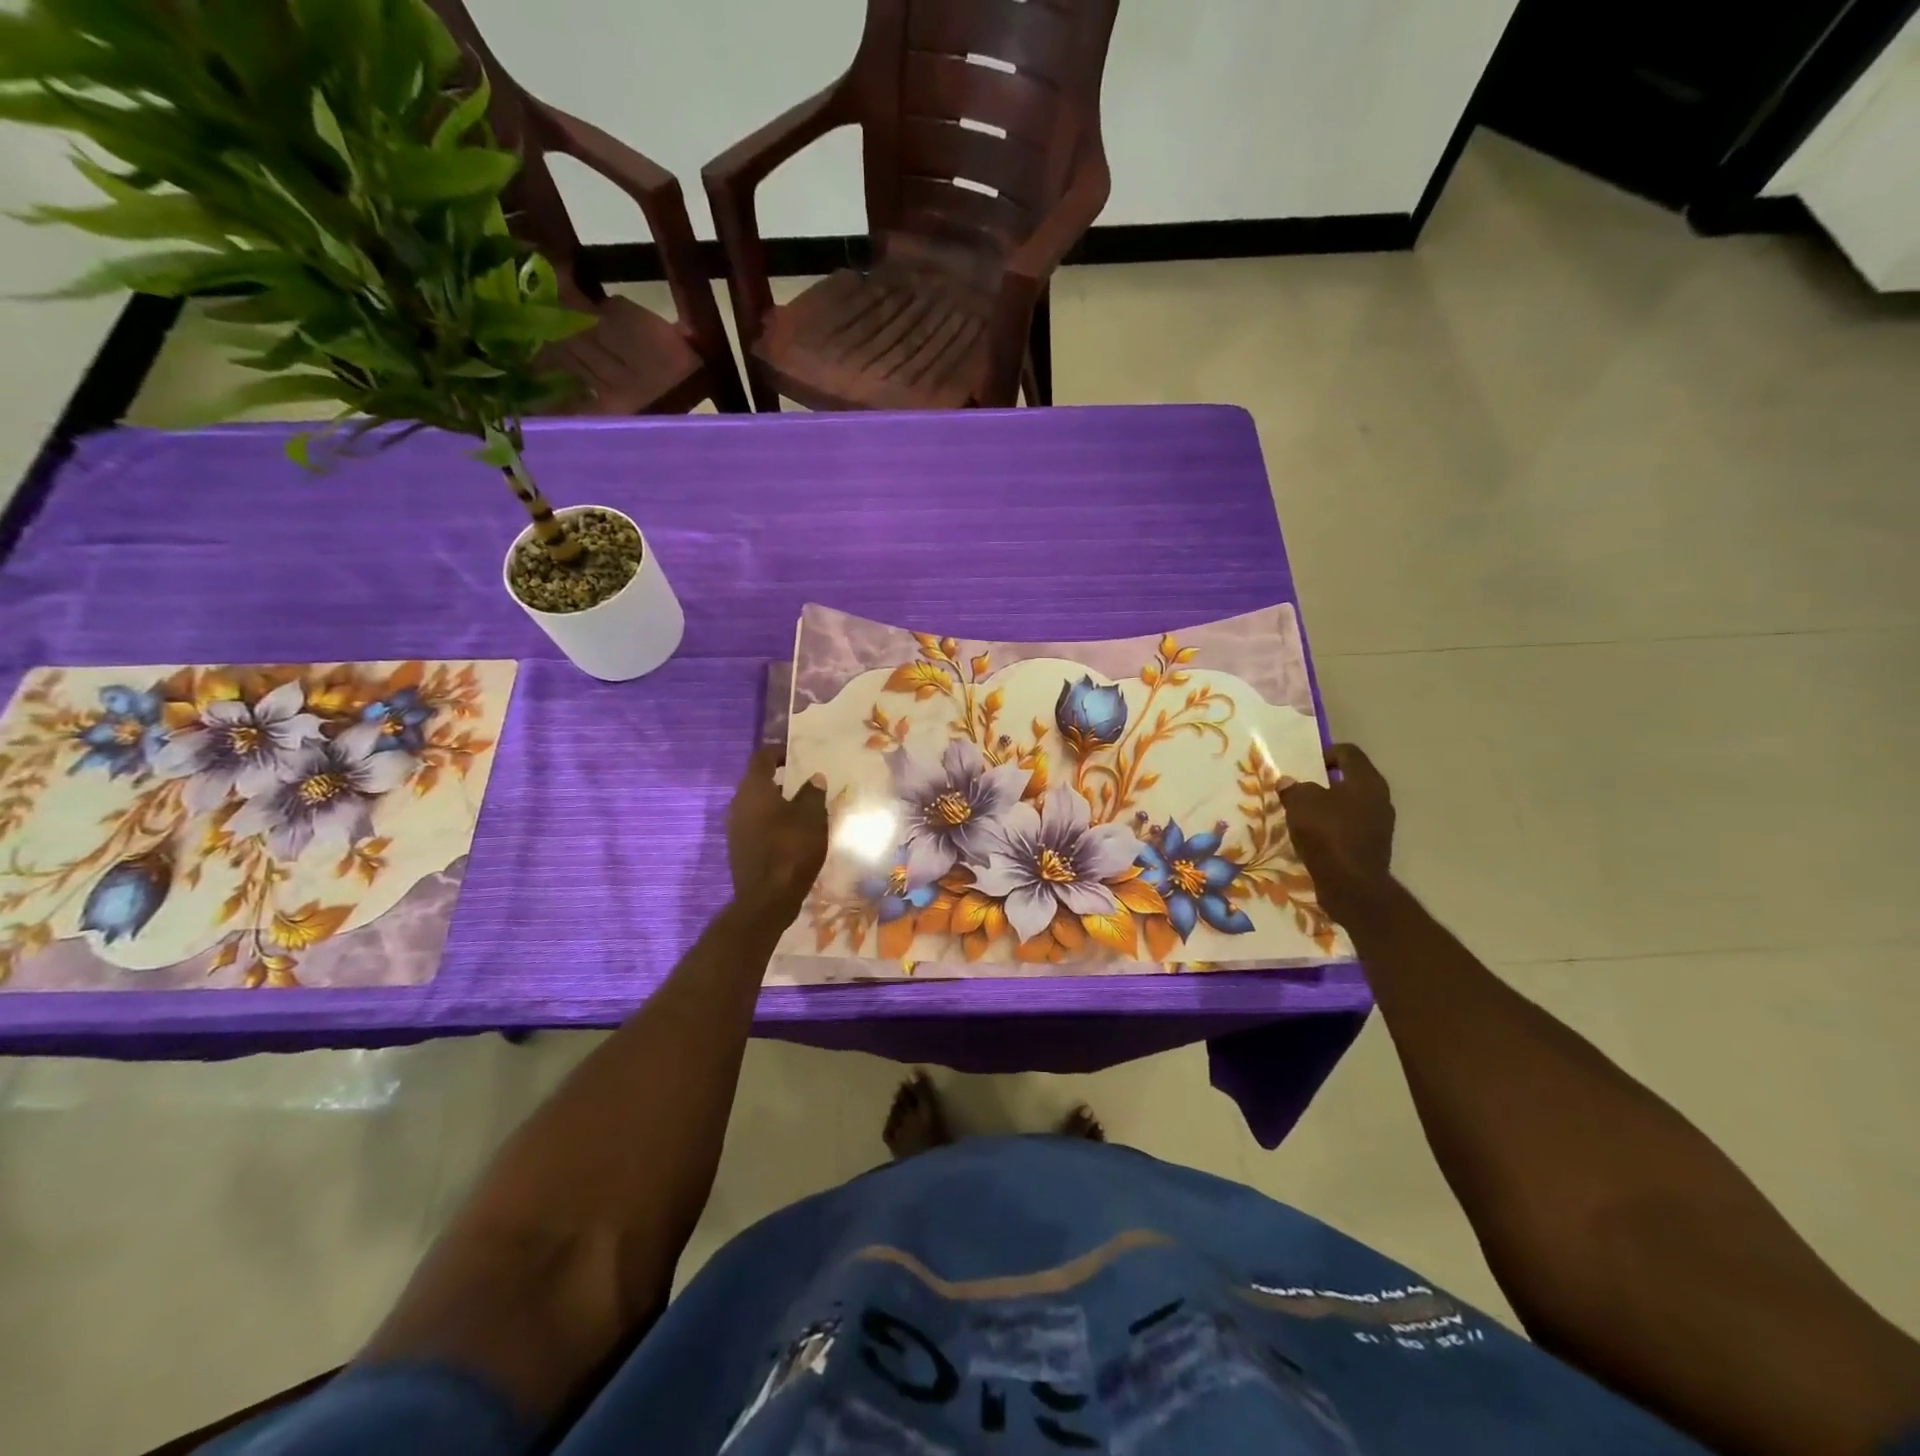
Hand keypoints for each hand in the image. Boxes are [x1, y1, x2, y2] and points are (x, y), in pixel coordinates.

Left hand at [727, 747, 827, 922]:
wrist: (767, 898)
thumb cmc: (791, 849)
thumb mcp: (812, 817)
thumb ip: (812, 793)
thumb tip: (814, 778)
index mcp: (754, 789)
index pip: (761, 757)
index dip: (779, 752)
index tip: (797, 755)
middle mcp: (738, 804)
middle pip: (757, 781)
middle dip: (780, 779)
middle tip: (805, 782)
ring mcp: (735, 828)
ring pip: (756, 805)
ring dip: (776, 803)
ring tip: (803, 808)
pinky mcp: (739, 848)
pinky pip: (756, 824)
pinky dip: (772, 822)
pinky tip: (792, 832)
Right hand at [1279, 743, 1396, 929]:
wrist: (1352, 885)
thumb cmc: (1327, 834)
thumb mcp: (1300, 803)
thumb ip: (1294, 788)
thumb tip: (1288, 783)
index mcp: (1366, 781)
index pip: (1349, 752)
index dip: (1326, 752)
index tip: (1305, 765)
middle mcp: (1379, 798)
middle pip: (1351, 779)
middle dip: (1326, 782)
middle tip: (1301, 789)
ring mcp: (1381, 823)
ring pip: (1351, 804)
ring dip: (1329, 806)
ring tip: (1305, 815)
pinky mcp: (1374, 845)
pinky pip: (1351, 826)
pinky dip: (1334, 827)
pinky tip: (1315, 837)